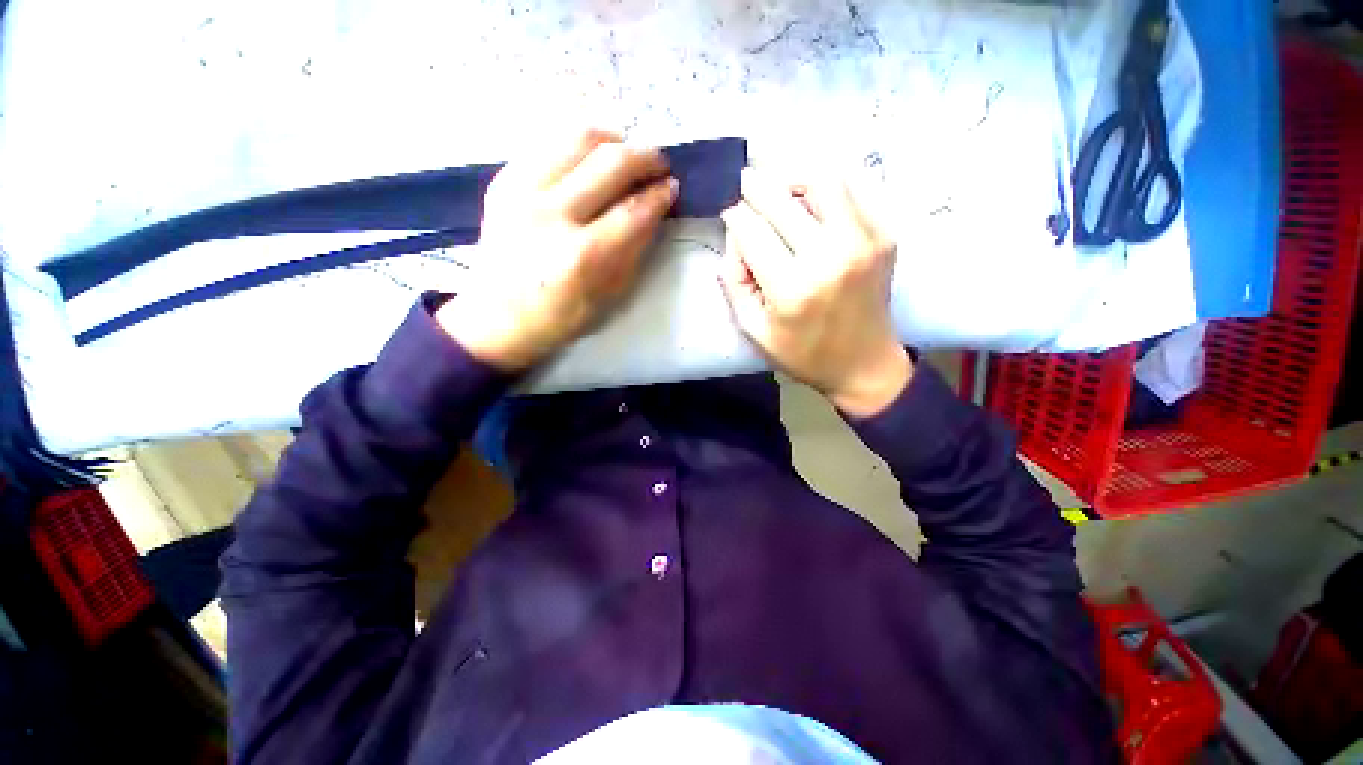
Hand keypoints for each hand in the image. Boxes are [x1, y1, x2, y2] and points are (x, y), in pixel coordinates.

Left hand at [437, 130, 676, 370]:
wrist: (496, 316)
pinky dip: (578, 145)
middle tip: (657, 164)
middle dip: (644, 157)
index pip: (633, 210)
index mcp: (582, 255)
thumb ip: (633, 251)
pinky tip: (590, 160)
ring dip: (612, 140)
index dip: (659, 194)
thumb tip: (652, 212)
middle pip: (609, 163)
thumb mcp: (609, 296)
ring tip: (625, 154)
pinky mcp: (504, 180)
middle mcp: (551, 214)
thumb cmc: (560, 316)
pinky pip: (548, 143)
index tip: (672, 187)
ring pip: (577, 138)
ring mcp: (522, 191)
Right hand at [719, 168, 911, 417]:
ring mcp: (864, 241)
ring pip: (823, 179)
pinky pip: (854, 190)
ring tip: (781, 189)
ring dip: (794, 177)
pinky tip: (813, 202)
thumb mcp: (755, 330)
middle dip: (756, 187)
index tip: (730, 214)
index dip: (735, 216)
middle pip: (783, 199)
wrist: (865, 364)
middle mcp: (830, 257)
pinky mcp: (885, 236)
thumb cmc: (804, 354)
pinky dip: (827, 187)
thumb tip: (735, 236)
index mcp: (792, 289)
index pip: (752, 231)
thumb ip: (734, 282)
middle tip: (747, 184)